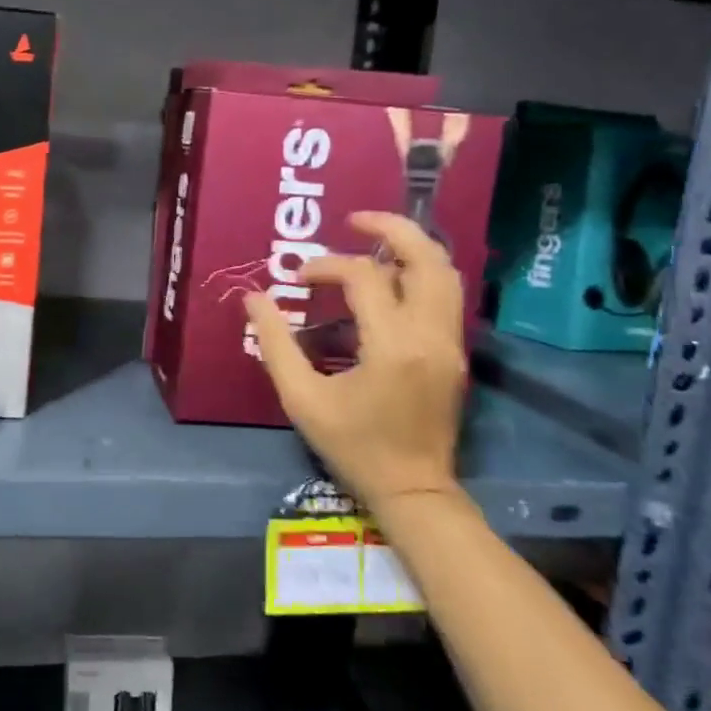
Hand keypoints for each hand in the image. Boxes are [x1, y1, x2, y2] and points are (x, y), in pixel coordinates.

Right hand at [245, 212, 464, 504]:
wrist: (413, 491)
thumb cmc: (354, 447)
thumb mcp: (302, 399)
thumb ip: (276, 344)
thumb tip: (254, 299)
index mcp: (393, 345)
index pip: (364, 277)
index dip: (326, 267)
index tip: (298, 279)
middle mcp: (431, 335)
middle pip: (426, 258)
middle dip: (391, 228)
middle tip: (354, 219)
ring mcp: (451, 343)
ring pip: (446, 273)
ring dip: (411, 248)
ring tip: (373, 241)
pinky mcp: (455, 353)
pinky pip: (445, 295)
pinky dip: (420, 273)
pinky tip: (389, 279)